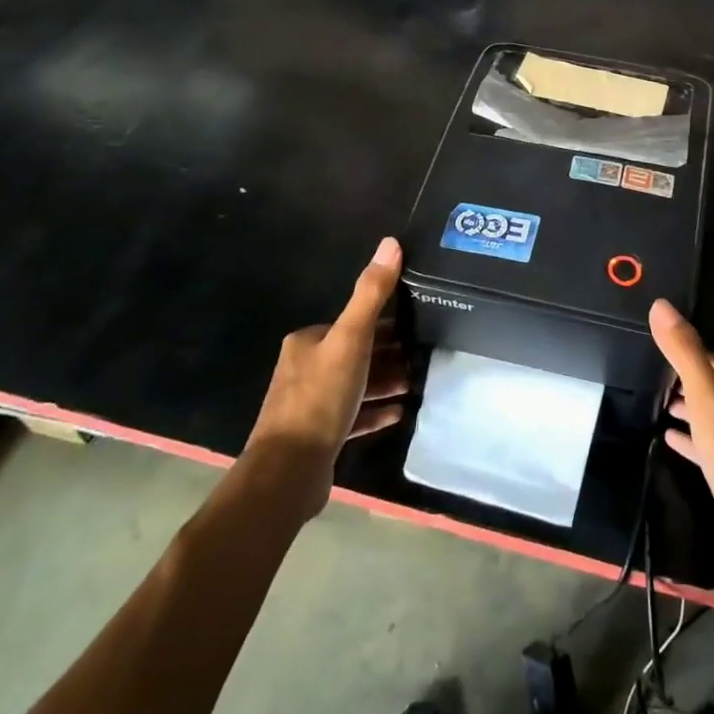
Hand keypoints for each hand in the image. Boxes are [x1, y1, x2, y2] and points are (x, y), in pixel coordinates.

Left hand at [246, 237, 408, 519]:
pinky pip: (354, 416)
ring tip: (419, 382)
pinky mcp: (318, 436)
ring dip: (385, 382)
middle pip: (355, 354)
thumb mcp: (352, 339)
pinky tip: (400, 412)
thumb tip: (391, 242)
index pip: (352, 323)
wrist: (289, 472)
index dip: (385, 324)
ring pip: (356, 385)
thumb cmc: (321, 397)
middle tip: (424, 356)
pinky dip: (376, 411)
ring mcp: (310, 405)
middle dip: (389, 354)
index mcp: (307, 342)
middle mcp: (304, 369)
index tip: (417, 327)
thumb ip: (372, 293)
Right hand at [650, 299, 713, 591]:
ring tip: (655, 404)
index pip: (709, 358)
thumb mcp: (707, 399)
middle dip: (684, 379)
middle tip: (648, 374)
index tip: (653, 344)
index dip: (682, 351)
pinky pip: (709, 446)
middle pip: (711, 386)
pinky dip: (691, 439)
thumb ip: (685, 352)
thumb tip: (661, 304)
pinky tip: (670, 440)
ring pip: (711, 416)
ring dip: (687, 408)